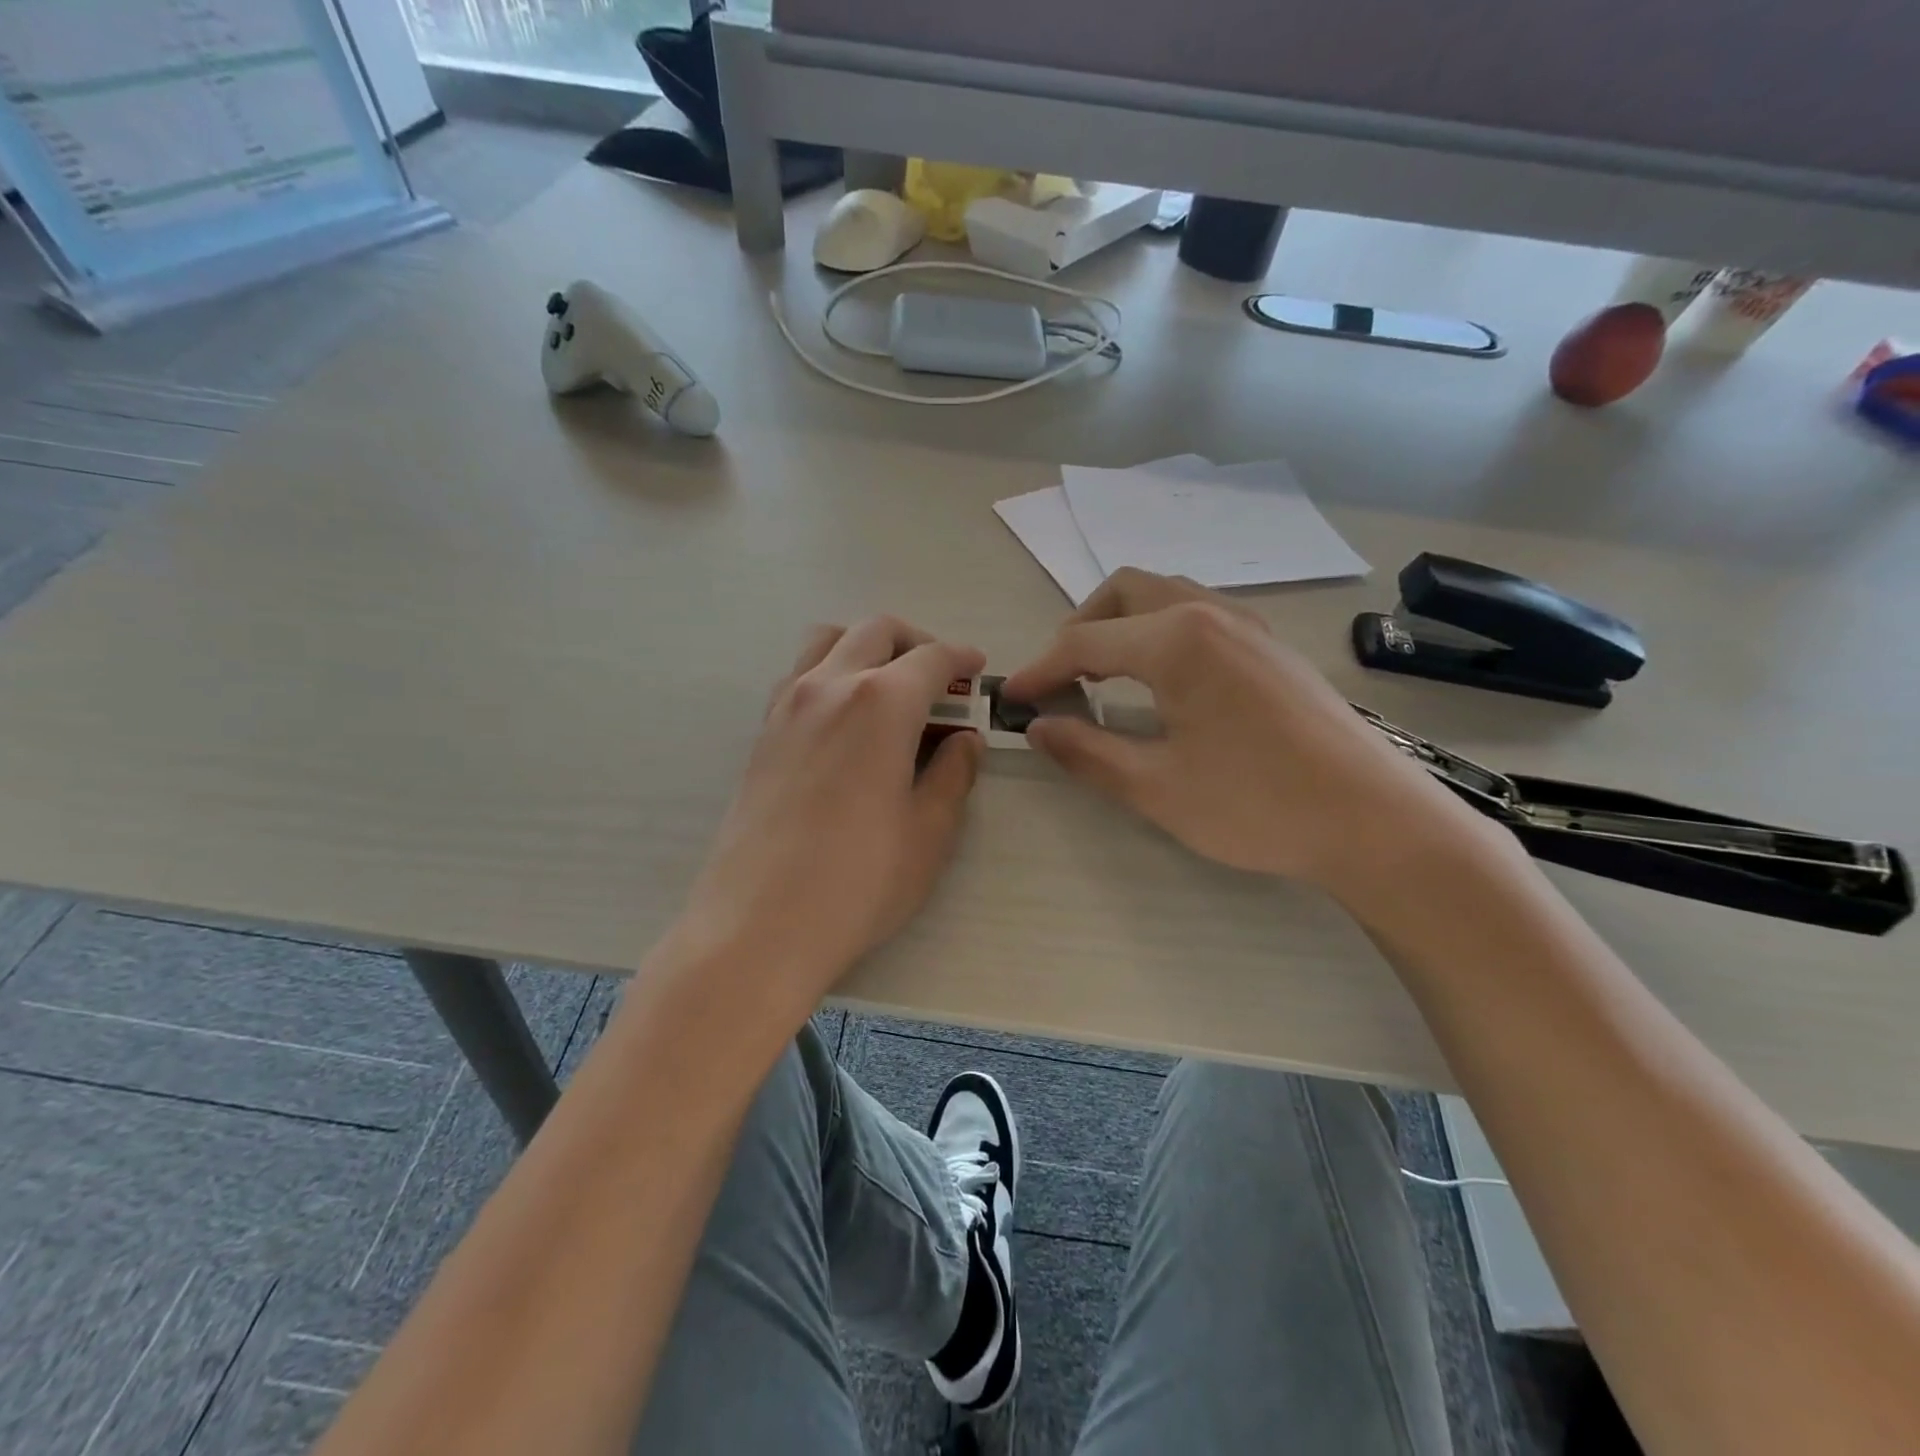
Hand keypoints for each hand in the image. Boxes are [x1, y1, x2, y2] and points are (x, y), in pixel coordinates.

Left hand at [679, 617, 985, 1008]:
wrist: (759, 925)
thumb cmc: (859, 881)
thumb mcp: (929, 832)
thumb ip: (953, 774)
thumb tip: (964, 741)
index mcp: (881, 703)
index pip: (931, 658)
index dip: (961, 658)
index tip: (977, 670)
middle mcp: (830, 686)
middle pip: (876, 631)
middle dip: (916, 643)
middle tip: (939, 680)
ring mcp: (787, 706)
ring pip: (828, 640)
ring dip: (866, 647)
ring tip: (888, 689)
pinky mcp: (762, 733)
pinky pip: (799, 675)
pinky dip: (830, 673)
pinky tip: (845, 720)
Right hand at [1003, 570, 1481, 892]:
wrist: (1373, 821)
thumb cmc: (1257, 805)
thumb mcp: (1156, 788)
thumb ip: (1087, 751)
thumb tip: (1038, 727)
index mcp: (1177, 641)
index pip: (1084, 642)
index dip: (1040, 670)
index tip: (1011, 699)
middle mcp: (1210, 614)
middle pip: (1123, 592)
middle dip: (1080, 629)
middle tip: (1061, 681)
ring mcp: (1248, 626)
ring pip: (1164, 596)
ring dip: (1122, 626)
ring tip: (1104, 679)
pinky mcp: (1271, 647)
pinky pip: (1198, 615)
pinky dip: (1159, 633)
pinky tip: (1163, 684)